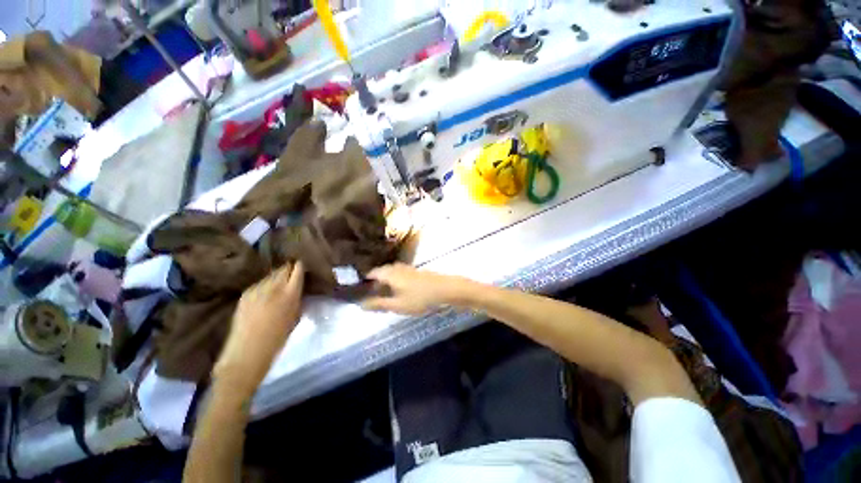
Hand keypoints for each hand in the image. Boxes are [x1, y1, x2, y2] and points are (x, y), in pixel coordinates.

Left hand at [214, 262, 304, 391]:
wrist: (247, 353)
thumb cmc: (278, 339)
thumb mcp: (296, 316)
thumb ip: (298, 299)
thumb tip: (299, 289)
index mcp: (290, 293)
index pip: (297, 269)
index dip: (301, 266)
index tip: (304, 268)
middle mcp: (273, 286)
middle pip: (283, 268)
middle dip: (289, 270)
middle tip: (293, 276)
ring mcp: (257, 289)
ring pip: (271, 275)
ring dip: (277, 278)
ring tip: (279, 286)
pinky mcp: (245, 294)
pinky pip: (259, 284)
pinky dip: (265, 286)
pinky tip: (265, 295)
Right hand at [363, 263, 474, 314]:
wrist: (444, 289)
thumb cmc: (419, 298)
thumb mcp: (397, 305)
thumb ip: (378, 304)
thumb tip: (360, 304)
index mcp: (389, 273)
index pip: (371, 273)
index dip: (364, 281)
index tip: (360, 291)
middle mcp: (396, 267)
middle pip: (381, 272)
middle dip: (375, 282)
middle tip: (371, 295)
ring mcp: (407, 268)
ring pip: (391, 273)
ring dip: (385, 282)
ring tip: (384, 294)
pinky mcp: (415, 271)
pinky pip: (399, 274)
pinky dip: (395, 281)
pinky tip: (398, 290)